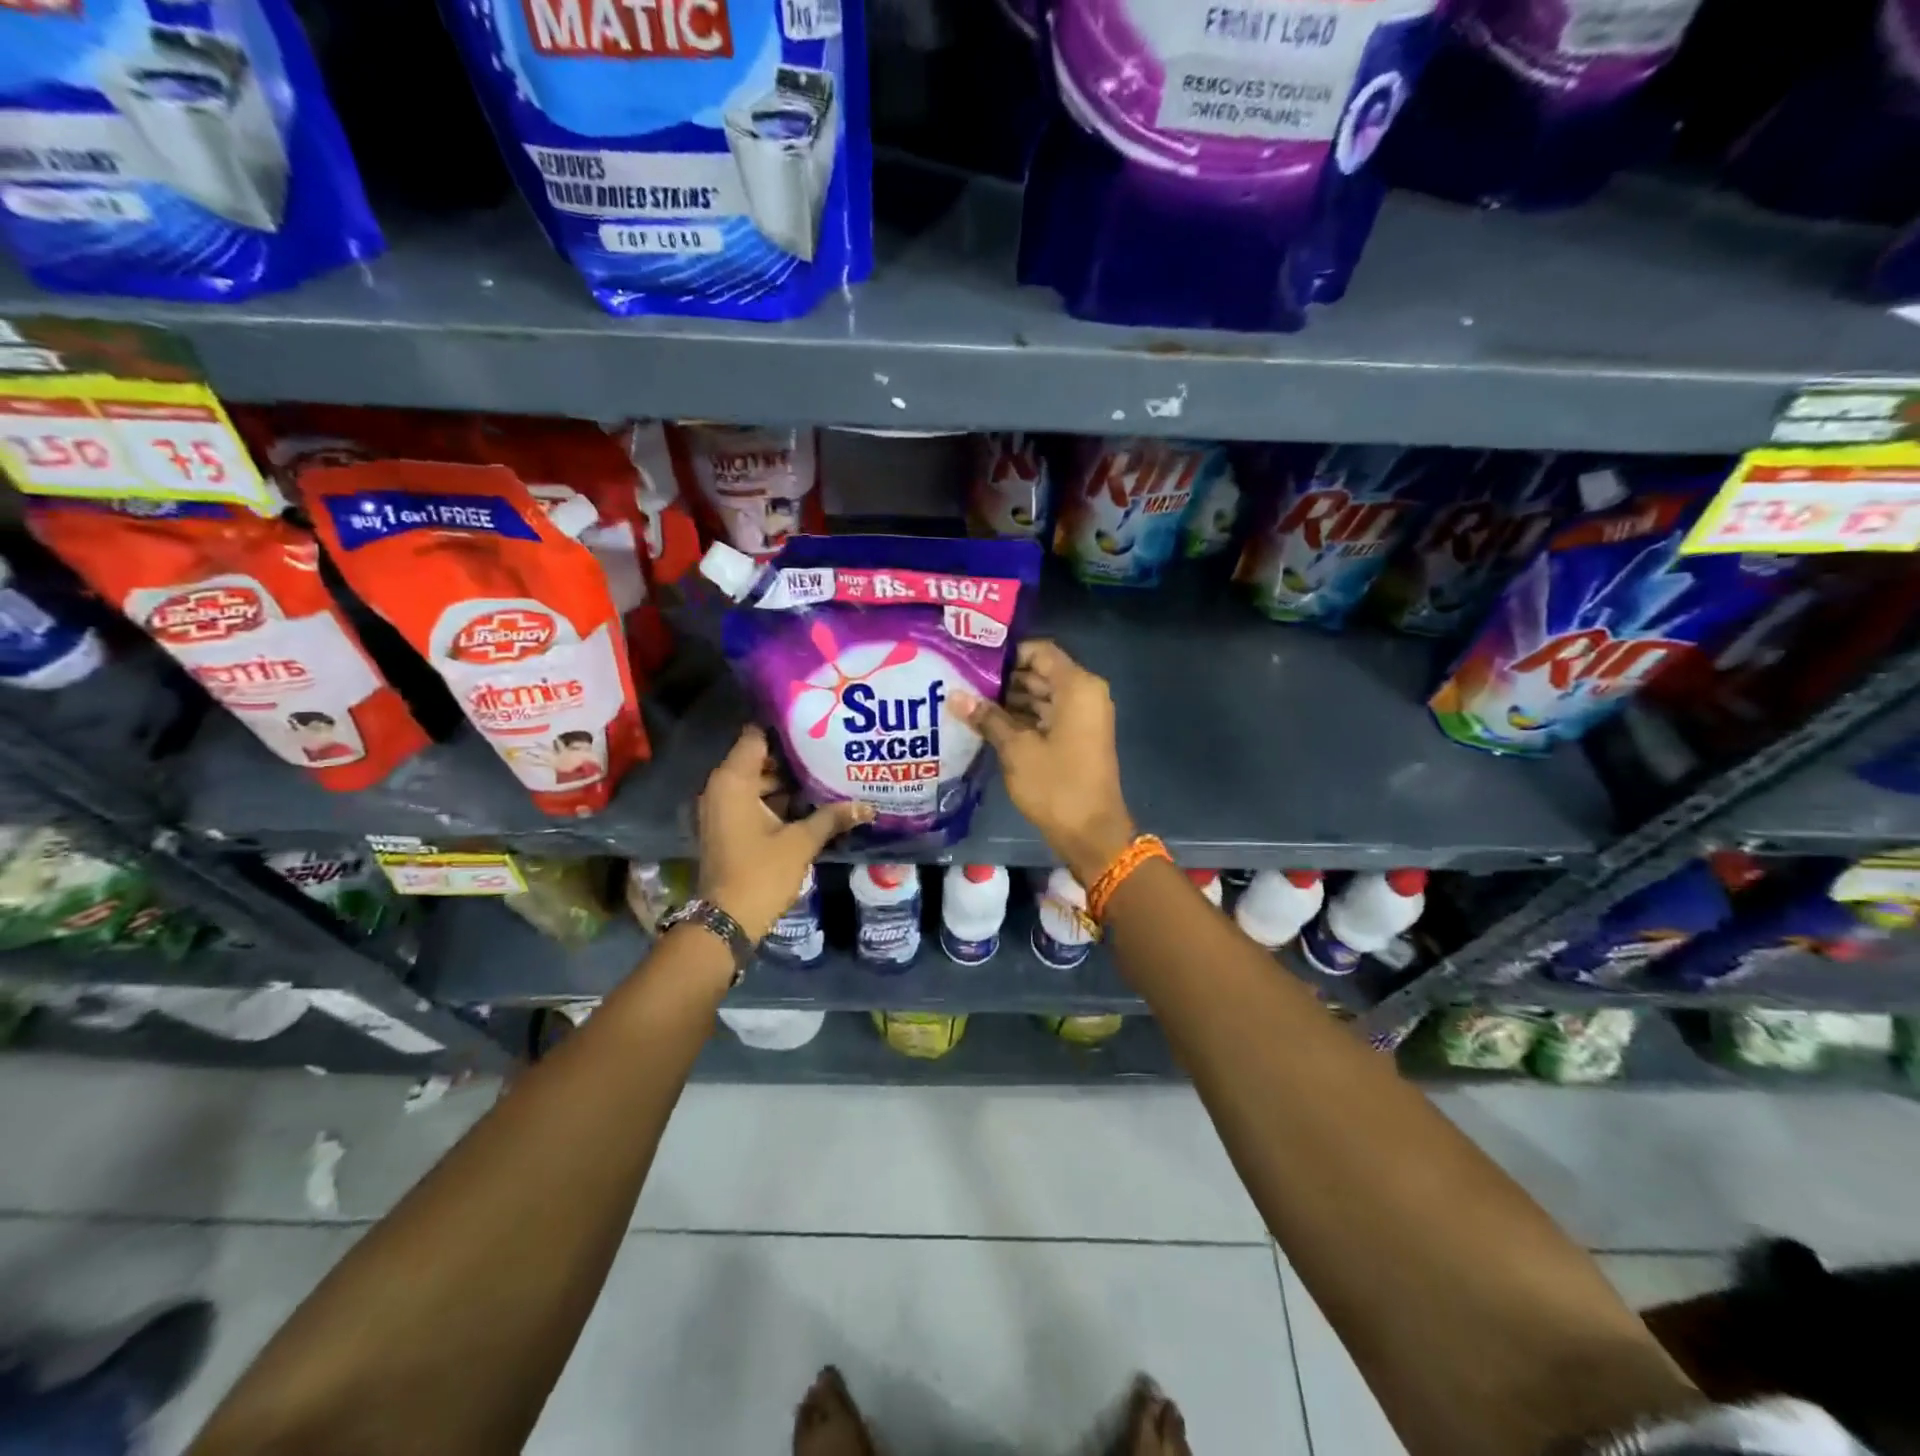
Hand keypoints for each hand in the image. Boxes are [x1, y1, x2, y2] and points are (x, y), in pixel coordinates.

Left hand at [695, 726, 872, 941]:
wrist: (727, 920)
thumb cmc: (761, 873)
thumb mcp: (801, 842)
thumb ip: (831, 817)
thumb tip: (868, 806)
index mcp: (733, 781)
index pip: (756, 736)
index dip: (785, 728)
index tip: (816, 723)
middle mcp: (721, 788)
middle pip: (759, 758)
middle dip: (793, 756)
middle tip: (830, 748)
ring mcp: (722, 808)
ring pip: (758, 781)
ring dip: (788, 780)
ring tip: (827, 772)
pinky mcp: (728, 827)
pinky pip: (753, 800)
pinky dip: (777, 799)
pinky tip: (811, 801)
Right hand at [952, 640, 1135, 885]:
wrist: (1091, 833)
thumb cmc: (1056, 785)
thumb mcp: (1016, 749)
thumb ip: (987, 717)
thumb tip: (954, 695)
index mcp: (1077, 687)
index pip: (1040, 651)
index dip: (1008, 654)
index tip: (974, 662)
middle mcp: (1085, 694)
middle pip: (1040, 673)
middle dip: (1004, 678)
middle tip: (963, 682)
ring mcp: (1083, 718)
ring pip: (1043, 696)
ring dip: (1010, 700)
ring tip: (969, 702)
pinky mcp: (1077, 738)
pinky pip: (1048, 716)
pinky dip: (1023, 718)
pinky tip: (988, 724)